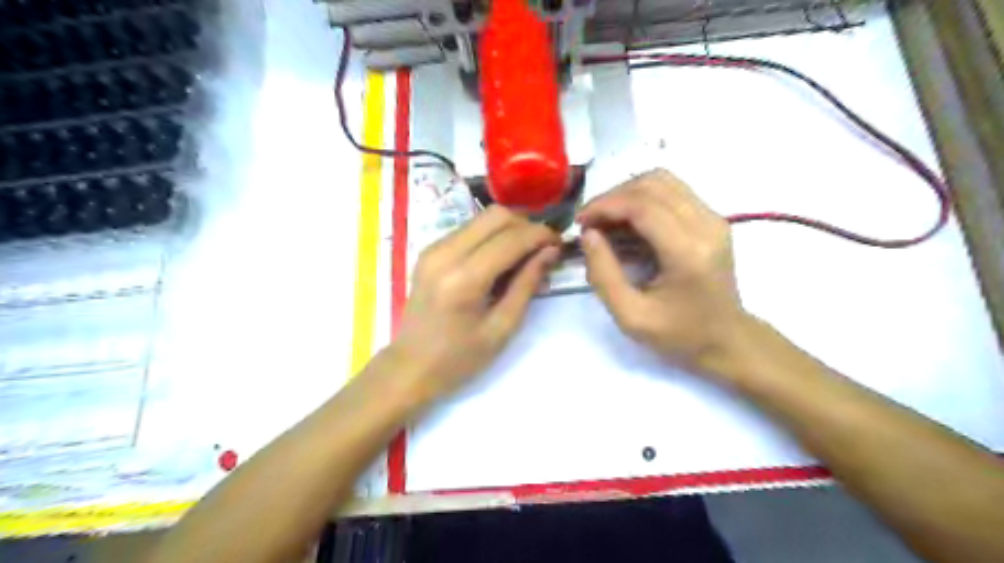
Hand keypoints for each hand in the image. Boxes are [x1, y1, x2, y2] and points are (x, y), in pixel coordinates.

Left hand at [381, 207, 561, 408]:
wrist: (411, 366)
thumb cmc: (460, 358)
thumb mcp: (502, 328)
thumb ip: (527, 284)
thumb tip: (550, 252)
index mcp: (463, 279)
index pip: (511, 238)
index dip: (541, 235)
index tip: (559, 245)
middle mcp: (445, 253)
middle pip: (496, 216)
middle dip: (526, 226)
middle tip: (542, 249)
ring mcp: (433, 249)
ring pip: (482, 218)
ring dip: (509, 229)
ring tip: (524, 254)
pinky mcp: (429, 251)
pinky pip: (469, 229)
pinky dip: (491, 236)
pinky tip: (500, 259)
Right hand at [576, 168, 748, 375]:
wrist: (728, 340)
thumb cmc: (680, 335)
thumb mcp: (631, 316)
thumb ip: (603, 275)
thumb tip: (588, 234)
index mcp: (688, 252)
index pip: (643, 205)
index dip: (606, 205)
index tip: (580, 221)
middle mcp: (706, 225)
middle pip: (653, 184)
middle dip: (613, 197)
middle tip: (590, 221)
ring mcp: (714, 218)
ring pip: (663, 181)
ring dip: (627, 194)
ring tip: (606, 219)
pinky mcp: (712, 219)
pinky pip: (672, 192)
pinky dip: (643, 199)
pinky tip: (627, 222)